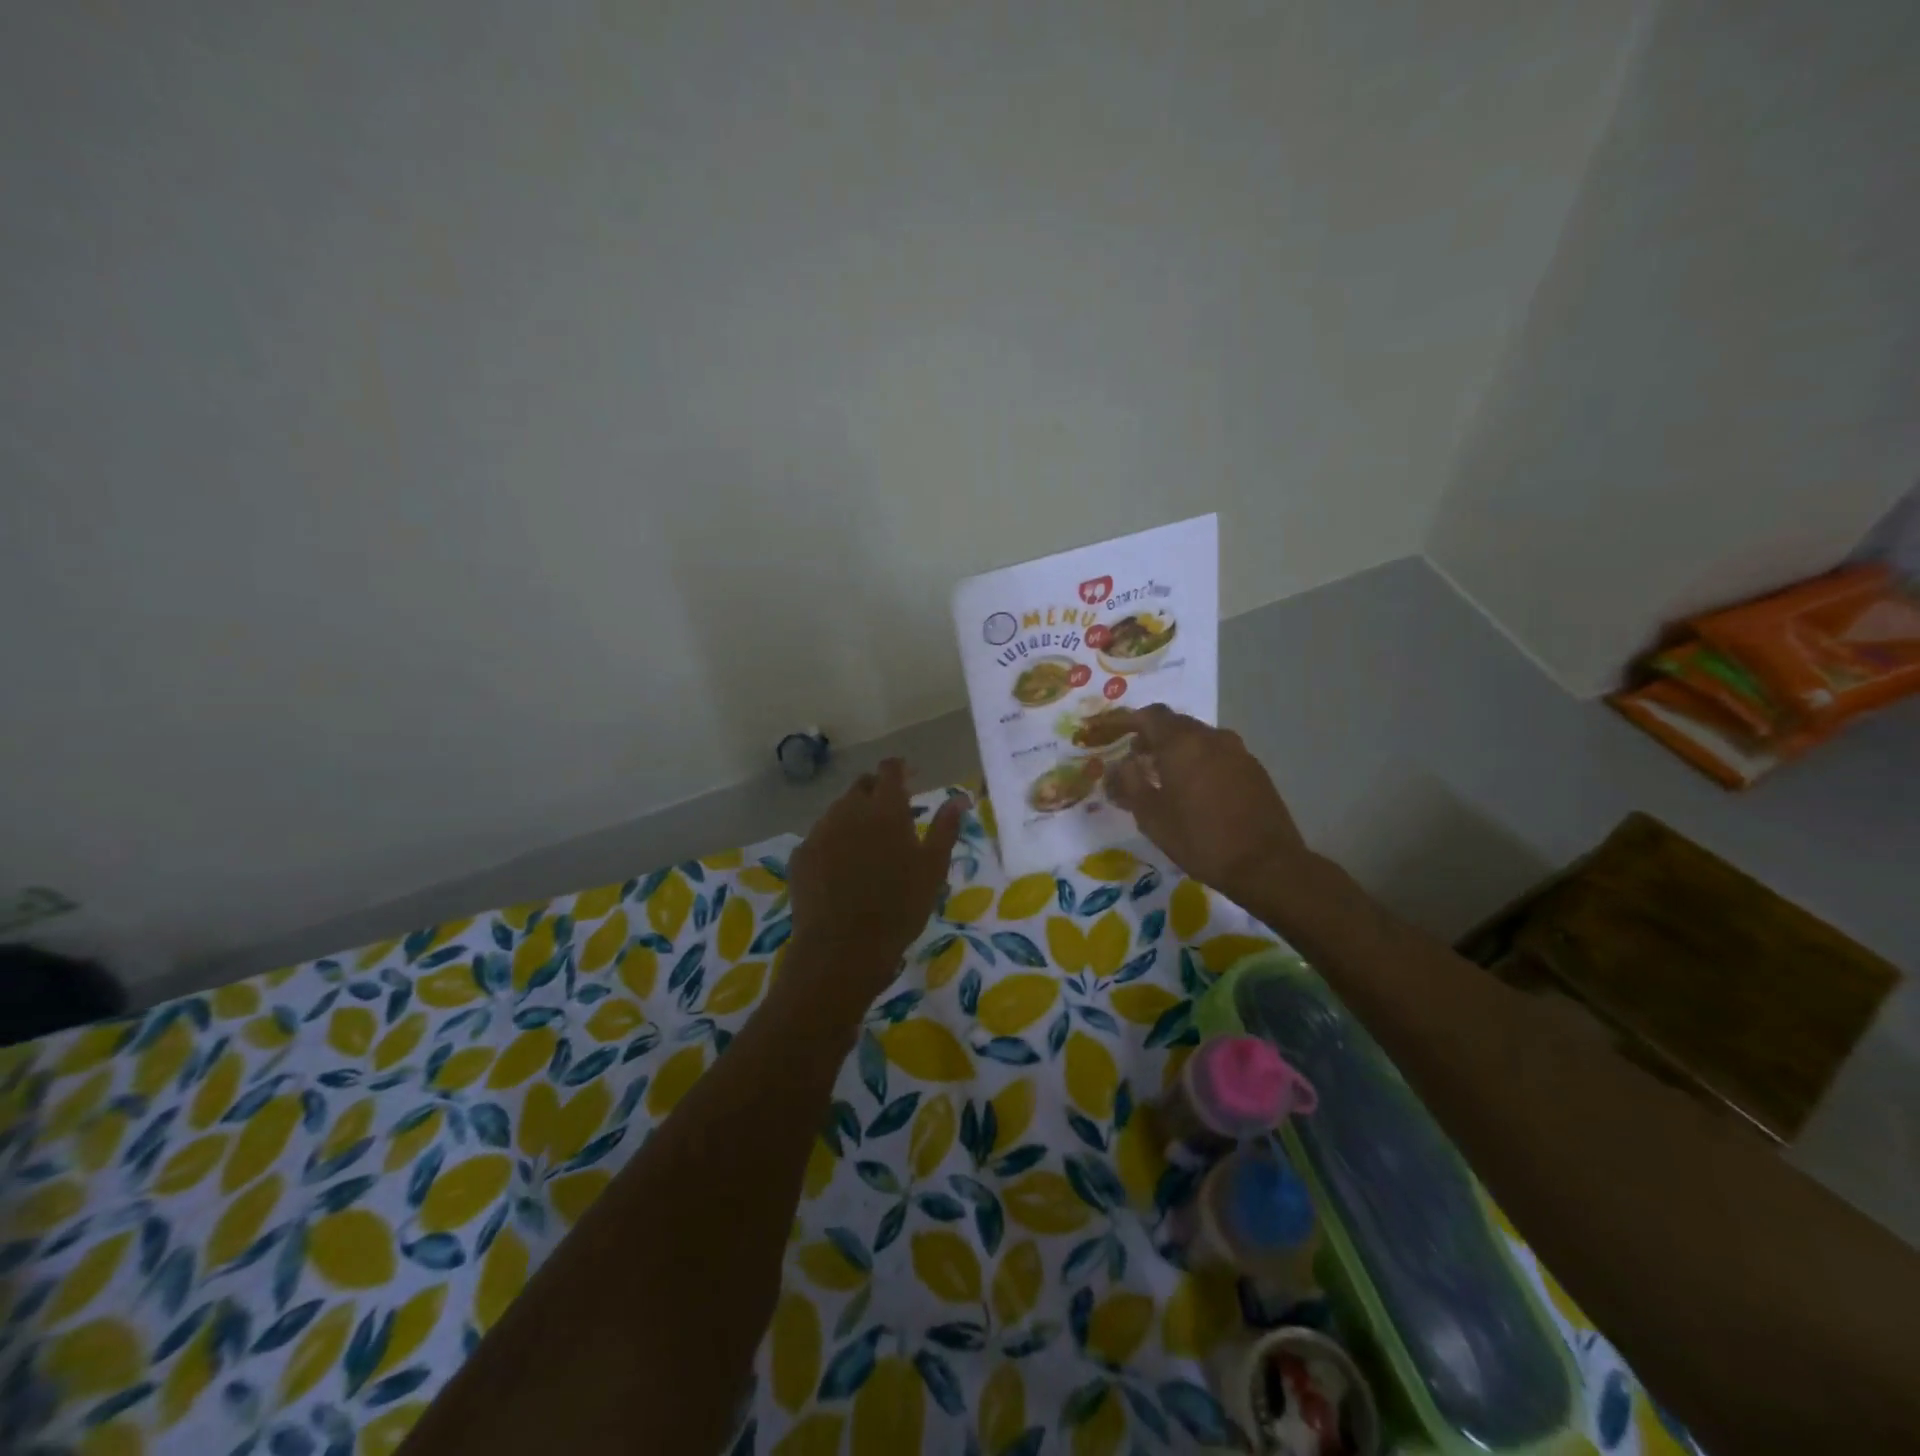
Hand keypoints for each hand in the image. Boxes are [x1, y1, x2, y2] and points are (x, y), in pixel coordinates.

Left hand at [787, 759, 965, 1007]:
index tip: (912, 778)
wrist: (843, 948)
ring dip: (854, 815)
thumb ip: (946, 828)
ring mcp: (820, 831)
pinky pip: (820, 837)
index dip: (900, 769)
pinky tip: (842, 867)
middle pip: (861, 786)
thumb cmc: (899, 906)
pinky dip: (834, 841)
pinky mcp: (801, 855)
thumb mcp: (933, 868)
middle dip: (877, 791)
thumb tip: (960, 798)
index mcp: (885, 808)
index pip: (890, 770)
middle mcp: (849, 810)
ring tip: (868, 843)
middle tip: (893, 814)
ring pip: (839, 810)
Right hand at [1106, 705, 1309, 903]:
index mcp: (1182, 743)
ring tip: (1159, 775)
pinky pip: (1215, 754)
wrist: (1266, 864)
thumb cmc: (1200, 839)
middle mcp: (1211, 737)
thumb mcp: (1151, 816)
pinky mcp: (1253, 769)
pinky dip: (1196, 761)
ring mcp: (1237, 751)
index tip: (1103, 731)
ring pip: (1196, 739)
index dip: (1121, 720)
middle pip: (1173, 724)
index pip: (1146, 716)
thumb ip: (1129, 783)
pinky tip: (1191, 789)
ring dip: (1173, 749)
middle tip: (1130, 757)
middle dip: (1148, 735)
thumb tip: (1120, 765)